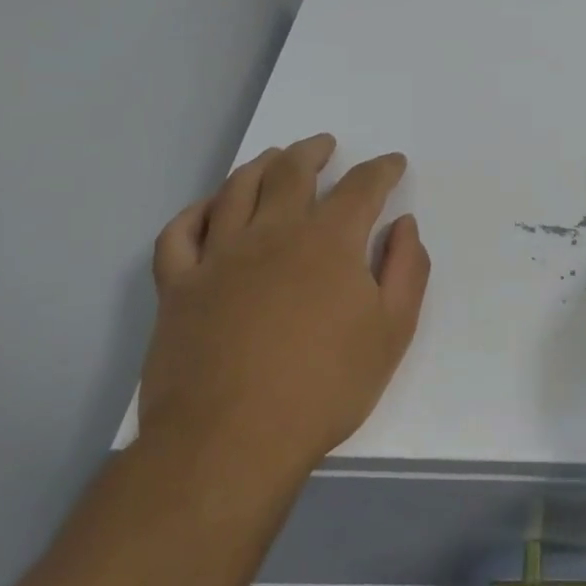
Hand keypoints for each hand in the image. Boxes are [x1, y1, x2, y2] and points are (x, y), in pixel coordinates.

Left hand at [138, 137, 428, 503]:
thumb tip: (403, 225)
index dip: (381, 169)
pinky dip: (195, 212)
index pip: (362, 186)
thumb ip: (406, 269)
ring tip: (273, 158)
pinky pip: (179, 233)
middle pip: (292, 172)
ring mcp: (219, 257)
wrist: (231, 440)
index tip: (392, 163)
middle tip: (324, 145)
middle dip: (313, 152)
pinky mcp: (179, 287)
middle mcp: (273, 233)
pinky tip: (209, 208)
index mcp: (329, 241)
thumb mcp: (393, 331)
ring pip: (236, 190)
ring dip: (259, 166)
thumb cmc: (325, 386)